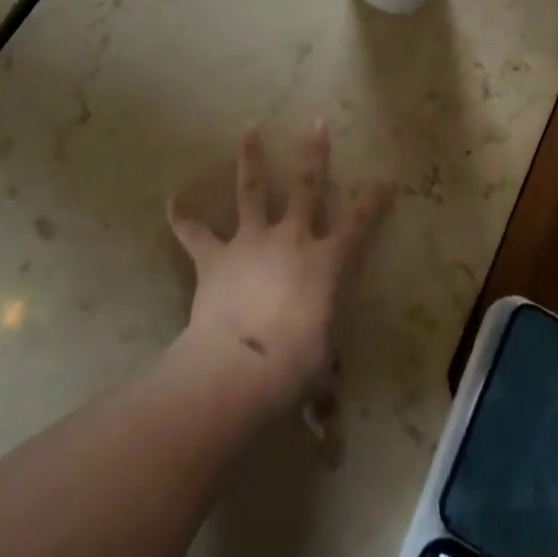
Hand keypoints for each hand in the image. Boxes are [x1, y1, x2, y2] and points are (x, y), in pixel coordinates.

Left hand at [167, 123, 393, 416]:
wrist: (241, 367)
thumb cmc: (293, 369)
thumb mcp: (317, 377)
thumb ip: (322, 393)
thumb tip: (328, 435)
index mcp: (324, 263)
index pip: (358, 225)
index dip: (374, 201)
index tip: (386, 178)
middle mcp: (291, 239)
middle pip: (307, 186)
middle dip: (314, 154)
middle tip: (316, 122)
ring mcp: (251, 241)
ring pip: (252, 189)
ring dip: (251, 158)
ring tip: (249, 128)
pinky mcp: (215, 256)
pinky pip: (194, 232)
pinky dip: (182, 216)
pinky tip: (172, 198)